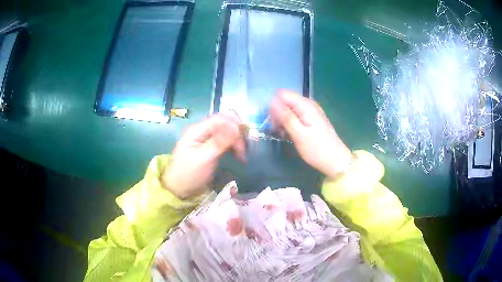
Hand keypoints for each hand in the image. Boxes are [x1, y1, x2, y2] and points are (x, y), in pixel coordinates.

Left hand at [161, 112, 245, 198]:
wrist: (179, 189)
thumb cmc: (189, 174)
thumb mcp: (203, 158)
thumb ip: (219, 142)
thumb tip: (236, 127)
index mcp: (198, 129)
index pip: (222, 118)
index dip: (236, 127)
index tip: (243, 144)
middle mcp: (203, 130)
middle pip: (227, 122)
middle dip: (238, 134)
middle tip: (242, 152)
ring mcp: (208, 138)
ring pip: (228, 131)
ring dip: (238, 141)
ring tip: (242, 157)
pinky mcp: (212, 146)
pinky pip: (227, 140)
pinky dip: (235, 146)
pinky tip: (238, 156)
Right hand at [270, 90, 352, 178]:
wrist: (336, 161)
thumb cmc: (317, 149)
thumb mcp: (299, 134)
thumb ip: (285, 116)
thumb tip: (271, 101)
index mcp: (305, 105)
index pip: (282, 94)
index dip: (274, 105)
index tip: (272, 121)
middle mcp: (308, 105)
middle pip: (285, 101)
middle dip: (277, 114)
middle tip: (278, 130)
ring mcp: (310, 112)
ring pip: (289, 110)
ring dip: (282, 121)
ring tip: (284, 134)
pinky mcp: (310, 120)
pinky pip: (295, 117)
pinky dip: (289, 124)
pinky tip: (290, 135)